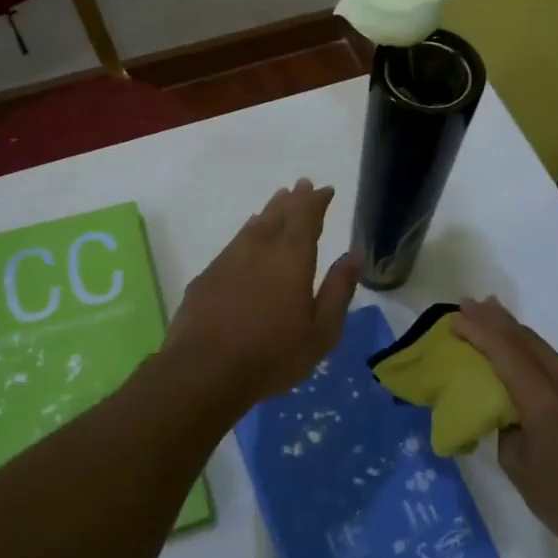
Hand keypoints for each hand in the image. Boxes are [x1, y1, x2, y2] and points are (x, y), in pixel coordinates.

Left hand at [164, 180, 360, 408]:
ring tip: (277, 202)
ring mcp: (229, 260)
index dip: (316, 201)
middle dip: (293, 200)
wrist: (203, 372)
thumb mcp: (321, 332)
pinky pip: (234, 243)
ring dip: (269, 212)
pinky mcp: (207, 277)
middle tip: (301, 186)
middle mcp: (259, 249)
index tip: (325, 190)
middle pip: (278, 215)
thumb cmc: (272, 355)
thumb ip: (338, 290)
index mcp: (291, 258)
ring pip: (253, 226)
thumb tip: (354, 256)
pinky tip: (246, 238)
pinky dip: (246, 233)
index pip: (306, 217)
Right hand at [453, 298, 557, 557]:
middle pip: (528, 341)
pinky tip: (520, 352)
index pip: (507, 353)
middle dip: (497, 320)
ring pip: (544, 350)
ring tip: (490, 315)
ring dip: (515, 333)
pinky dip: (532, 353)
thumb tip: (512, 414)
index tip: (455, 318)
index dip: (479, 332)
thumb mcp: (521, 470)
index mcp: (547, 402)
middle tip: (469, 303)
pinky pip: (556, 366)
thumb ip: (509, 429)